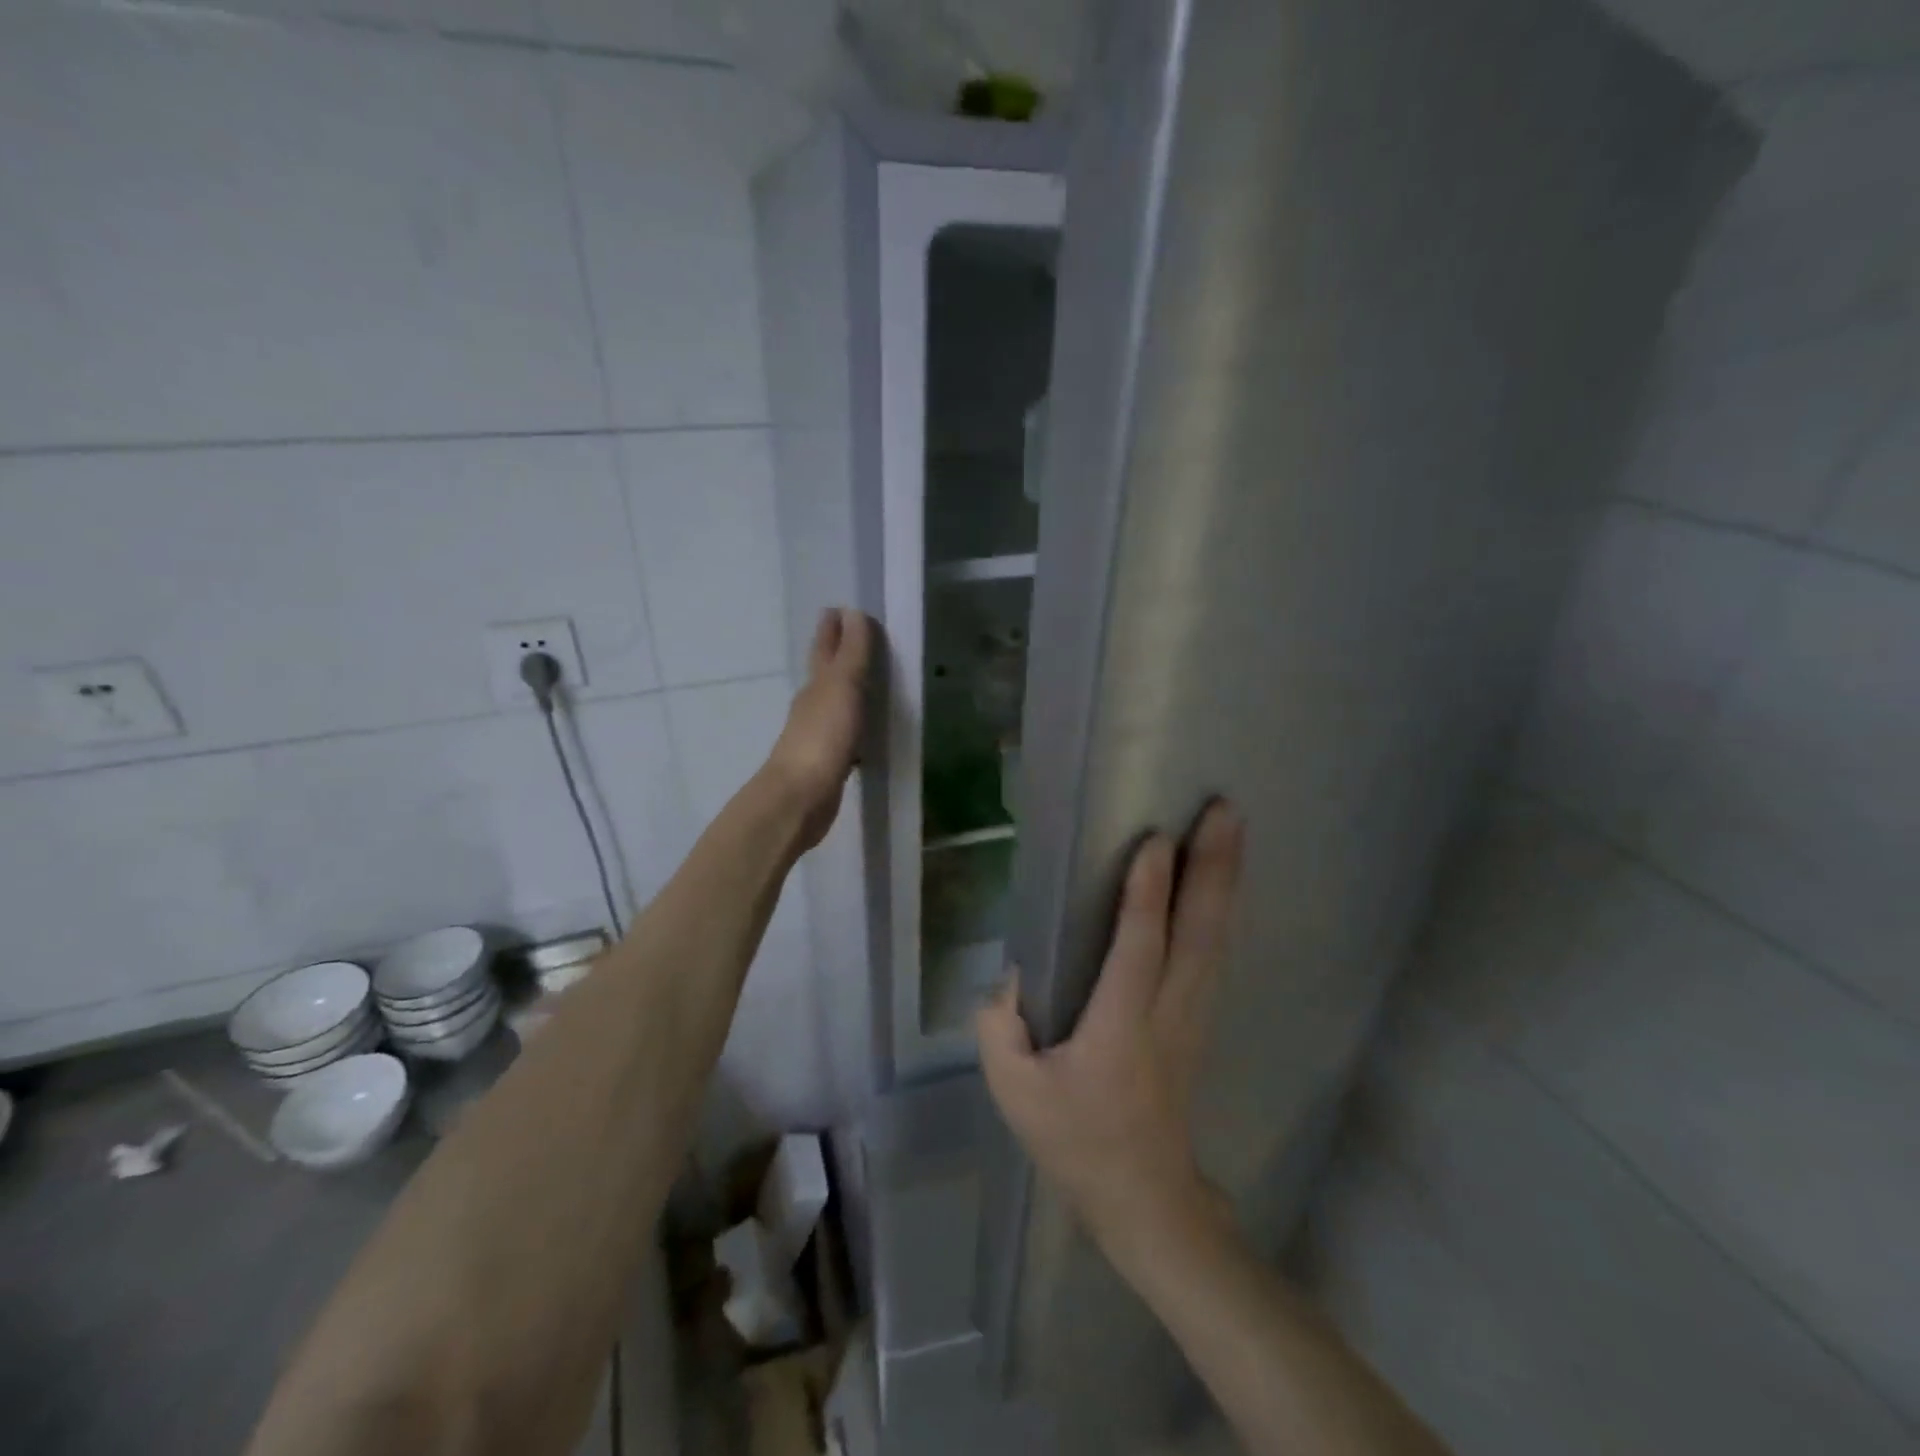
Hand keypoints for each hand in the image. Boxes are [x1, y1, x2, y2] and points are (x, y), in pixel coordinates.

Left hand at [765, 608, 873, 851]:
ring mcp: (817, 735)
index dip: (833, 629)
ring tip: (866, 682)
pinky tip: (864, 733)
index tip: (839, 609)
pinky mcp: (827, 763)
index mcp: (816, 685)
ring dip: (846, 690)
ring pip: (834, 703)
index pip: (825, 648)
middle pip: (825, 673)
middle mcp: (812, 705)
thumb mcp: (842, 687)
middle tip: (850, 636)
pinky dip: (853, 725)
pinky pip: (844, 734)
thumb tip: (851, 612)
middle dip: (836, 654)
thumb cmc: (822, 738)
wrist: (799, 798)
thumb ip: (852, 653)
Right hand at [978, 801, 1245, 1261]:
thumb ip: (1000, 1024)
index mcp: (1120, 1026)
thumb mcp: (1013, 1090)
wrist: (1143, 1198)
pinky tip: (1222, 882)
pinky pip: (1215, 952)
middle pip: (1199, 930)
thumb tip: (1012, 974)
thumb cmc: (1075, 1141)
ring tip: (1232, 828)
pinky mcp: (1199, 1019)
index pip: (1140, 945)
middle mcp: (1169, 1011)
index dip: (1147, 891)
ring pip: (1217, 938)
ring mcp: (1194, 1015)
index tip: (1155, 838)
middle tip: (1224, 810)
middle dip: (1213, 867)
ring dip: (1226, 880)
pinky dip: (1222, 909)